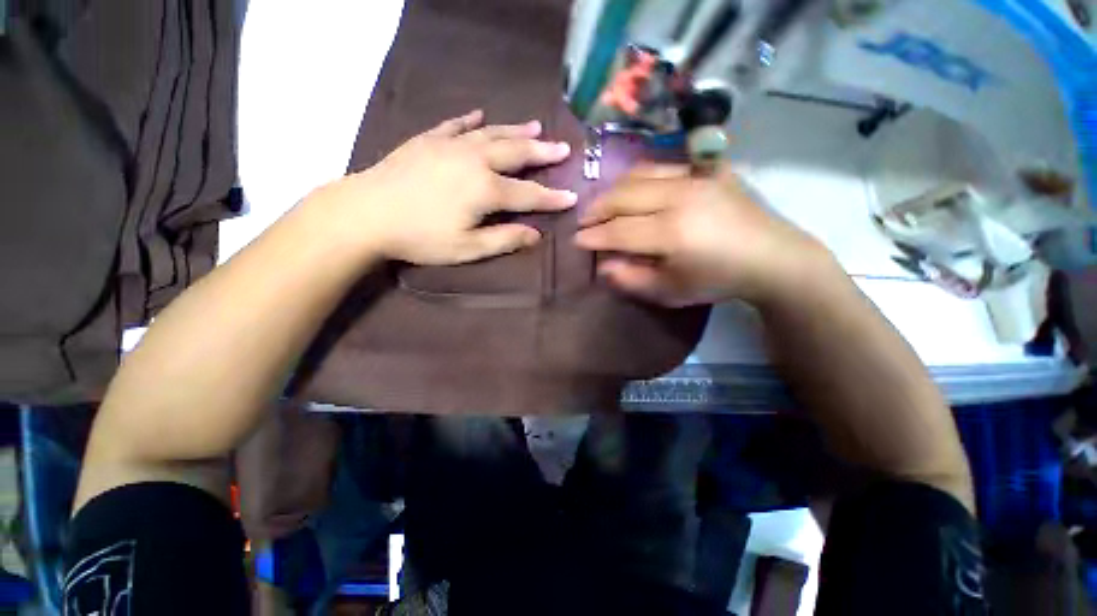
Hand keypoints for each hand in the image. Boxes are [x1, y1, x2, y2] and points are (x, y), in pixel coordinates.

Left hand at [318, 109, 576, 265]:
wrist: (367, 212)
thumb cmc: (421, 236)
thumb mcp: (468, 248)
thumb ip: (504, 239)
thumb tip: (536, 235)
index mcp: (486, 190)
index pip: (529, 195)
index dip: (552, 198)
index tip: (573, 196)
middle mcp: (475, 161)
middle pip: (516, 153)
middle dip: (543, 152)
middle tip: (563, 148)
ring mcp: (451, 145)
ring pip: (493, 134)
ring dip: (517, 131)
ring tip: (537, 126)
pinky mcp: (429, 140)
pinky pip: (456, 125)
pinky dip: (472, 120)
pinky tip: (481, 114)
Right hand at [574, 163, 832, 306]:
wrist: (771, 256)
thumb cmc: (716, 281)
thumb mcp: (669, 292)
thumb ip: (631, 279)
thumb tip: (603, 264)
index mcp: (672, 233)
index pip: (618, 231)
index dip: (593, 236)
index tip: (576, 240)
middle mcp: (681, 197)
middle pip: (623, 196)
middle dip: (596, 210)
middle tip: (584, 222)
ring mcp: (696, 177)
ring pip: (638, 175)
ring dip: (613, 191)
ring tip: (602, 205)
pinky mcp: (708, 169)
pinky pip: (662, 165)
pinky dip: (638, 178)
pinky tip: (631, 190)